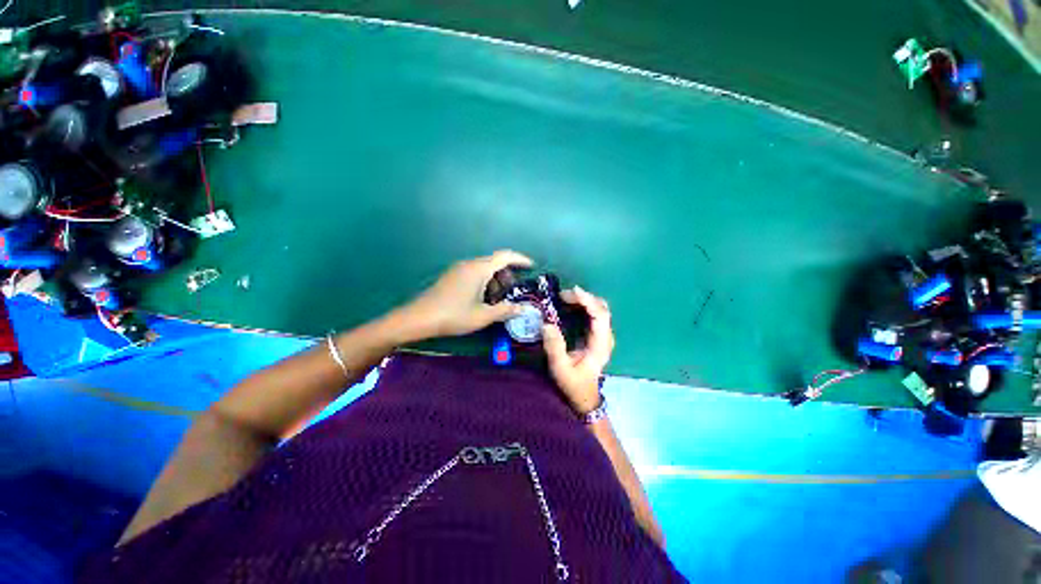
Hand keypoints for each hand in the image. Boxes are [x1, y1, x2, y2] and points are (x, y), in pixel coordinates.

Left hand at [397, 250, 533, 338]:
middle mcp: (470, 264)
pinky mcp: (452, 276)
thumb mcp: (483, 315)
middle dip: (508, 274)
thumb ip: (505, 310)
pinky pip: (474, 273)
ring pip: (484, 269)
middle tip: (513, 291)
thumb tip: (523, 309)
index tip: (531, 266)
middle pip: (495, 262)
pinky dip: (484, 282)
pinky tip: (482, 299)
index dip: (520, 259)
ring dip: (495, 280)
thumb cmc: (454, 315)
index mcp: (480, 269)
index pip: (505, 256)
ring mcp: (459, 269)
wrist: (419, 318)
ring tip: (498, 299)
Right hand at [543, 286, 613, 414]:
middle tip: (562, 295)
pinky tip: (569, 305)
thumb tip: (547, 324)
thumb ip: (555, 347)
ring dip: (583, 300)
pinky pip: (593, 314)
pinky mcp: (597, 335)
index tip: (573, 291)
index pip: (600, 316)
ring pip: (599, 309)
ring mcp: (603, 335)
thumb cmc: (573, 384)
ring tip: (563, 298)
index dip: (588, 301)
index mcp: (600, 344)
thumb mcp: (560, 368)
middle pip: (601, 309)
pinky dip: (583, 306)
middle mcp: (606, 337)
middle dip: (584, 298)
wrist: (584, 397)